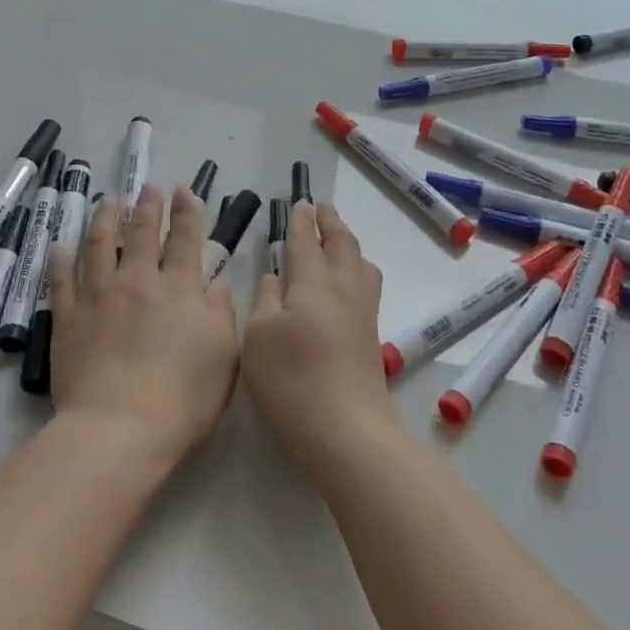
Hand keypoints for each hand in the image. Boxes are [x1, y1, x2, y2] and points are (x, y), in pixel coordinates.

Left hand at [47, 184, 239, 463]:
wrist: (120, 427)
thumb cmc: (183, 398)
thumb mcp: (224, 356)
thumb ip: (221, 313)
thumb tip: (217, 281)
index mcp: (179, 289)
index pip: (185, 239)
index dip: (186, 212)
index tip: (184, 190)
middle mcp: (138, 281)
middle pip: (142, 233)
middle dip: (146, 205)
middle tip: (147, 186)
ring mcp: (98, 296)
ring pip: (99, 245)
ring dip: (105, 219)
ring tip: (107, 201)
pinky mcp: (67, 317)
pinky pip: (60, 280)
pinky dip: (59, 260)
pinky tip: (58, 246)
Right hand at [242, 202, 391, 467]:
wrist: (346, 426)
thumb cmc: (292, 378)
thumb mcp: (259, 336)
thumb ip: (266, 299)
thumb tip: (275, 277)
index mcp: (313, 281)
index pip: (306, 241)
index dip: (301, 221)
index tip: (300, 203)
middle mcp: (343, 287)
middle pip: (341, 243)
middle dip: (330, 222)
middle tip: (322, 207)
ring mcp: (362, 310)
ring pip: (360, 262)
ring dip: (347, 243)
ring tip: (338, 239)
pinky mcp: (370, 333)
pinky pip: (366, 283)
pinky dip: (356, 267)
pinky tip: (348, 281)